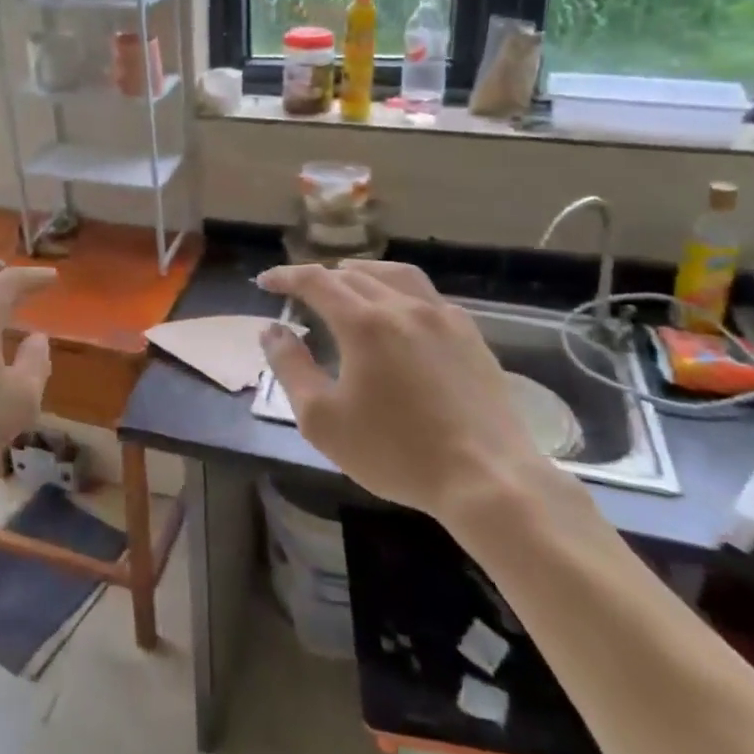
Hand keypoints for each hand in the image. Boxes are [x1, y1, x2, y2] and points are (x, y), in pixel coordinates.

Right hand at [257, 260, 547, 523]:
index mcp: (364, 322)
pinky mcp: (469, 334)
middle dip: (319, 277)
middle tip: (299, 293)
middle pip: (352, 274)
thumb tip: (273, 330)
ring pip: (393, 274)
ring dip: (360, 274)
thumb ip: (290, 368)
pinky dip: (397, 290)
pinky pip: (425, 294)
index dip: (285, 277)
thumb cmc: (395, 452)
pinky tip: (397, 312)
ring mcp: (442, 317)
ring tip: (346, 286)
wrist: (487, 479)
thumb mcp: (322, 419)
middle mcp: (403, 306)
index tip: (265, 283)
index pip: (315, 280)